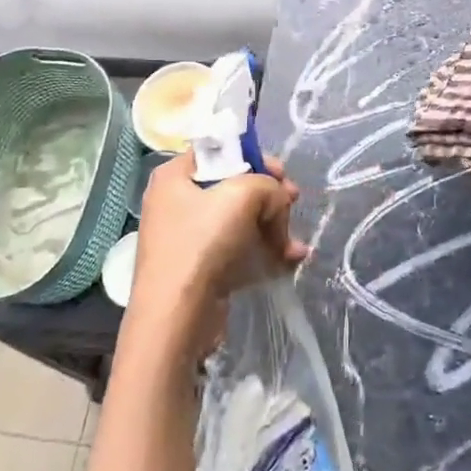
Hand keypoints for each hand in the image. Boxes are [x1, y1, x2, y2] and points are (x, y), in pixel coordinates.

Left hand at [131, 151, 305, 339]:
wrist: (176, 318)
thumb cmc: (202, 243)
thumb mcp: (242, 195)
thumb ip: (268, 185)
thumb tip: (277, 201)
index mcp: (175, 176)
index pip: (219, 152)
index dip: (254, 157)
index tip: (281, 173)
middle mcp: (177, 202)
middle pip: (235, 186)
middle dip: (269, 195)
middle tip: (293, 201)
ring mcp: (188, 238)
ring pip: (241, 219)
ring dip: (273, 226)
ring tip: (295, 241)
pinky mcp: (201, 268)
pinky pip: (239, 248)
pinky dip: (264, 250)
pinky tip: (291, 258)